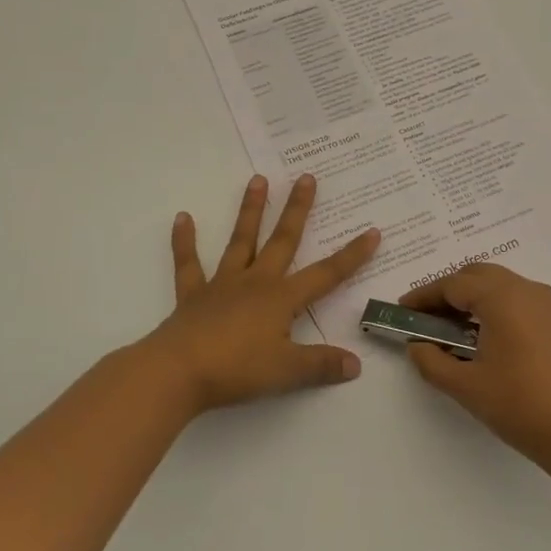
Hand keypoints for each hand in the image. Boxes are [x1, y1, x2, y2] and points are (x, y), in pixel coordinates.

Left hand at [143, 174, 380, 416]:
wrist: (178, 371)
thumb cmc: (237, 370)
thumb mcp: (287, 372)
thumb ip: (321, 365)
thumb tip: (356, 364)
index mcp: (281, 299)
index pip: (326, 275)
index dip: (351, 256)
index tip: (372, 231)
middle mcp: (255, 282)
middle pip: (282, 241)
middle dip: (297, 210)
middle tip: (306, 177)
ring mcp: (222, 285)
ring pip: (241, 241)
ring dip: (250, 210)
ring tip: (258, 179)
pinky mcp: (193, 295)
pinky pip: (188, 264)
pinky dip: (185, 241)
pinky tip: (182, 218)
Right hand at [401, 263, 550, 479]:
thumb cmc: (523, 407)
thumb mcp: (467, 387)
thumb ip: (432, 361)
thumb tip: (418, 345)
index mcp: (503, 297)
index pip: (453, 285)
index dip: (424, 296)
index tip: (403, 311)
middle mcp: (529, 290)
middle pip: (479, 276)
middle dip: (449, 292)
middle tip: (427, 318)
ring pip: (504, 287)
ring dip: (476, 300)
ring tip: (456, 331)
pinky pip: (524, 303)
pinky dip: (500, 310)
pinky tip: (492, 341)